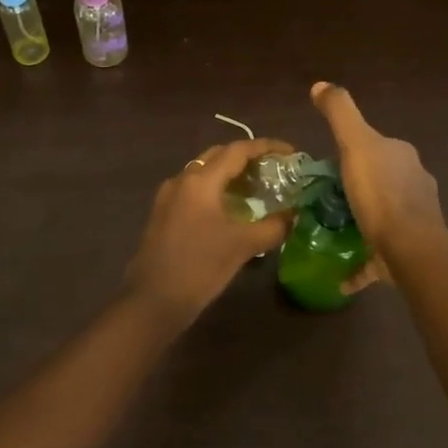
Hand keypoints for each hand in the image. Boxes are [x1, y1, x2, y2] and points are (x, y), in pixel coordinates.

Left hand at [125, 137, 293, 320]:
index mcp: (200, 181)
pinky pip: (194, 190)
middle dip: (247, 158)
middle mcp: (182, 180)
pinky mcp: (162, 214)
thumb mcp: (243, 246)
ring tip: (256, 188)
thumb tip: (294, 215)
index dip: (266, 147)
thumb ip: (273, 227)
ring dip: (230, 174)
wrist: (153, 301)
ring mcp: (168, 197)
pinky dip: (215, 190)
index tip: (290, 152)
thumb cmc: (199, 267)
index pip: (238, 150)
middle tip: (274, 169)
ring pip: (204, 172)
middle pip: (219, 156)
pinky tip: (230, 209)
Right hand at [311, 82, 445, 292]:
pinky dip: (363, 262)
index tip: (326, 166)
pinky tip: (343, 275)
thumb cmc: (380, 194)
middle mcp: (414, 182)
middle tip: (323, 199)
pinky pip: (379, 255)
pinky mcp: (408, 250)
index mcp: (401, 156)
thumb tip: (321, 84)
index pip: (374, 146)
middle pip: (379, 180)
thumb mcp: (355, 144)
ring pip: (383, 215)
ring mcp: (415, 217)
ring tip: (331, 230)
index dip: (351, 152)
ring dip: (361, 220)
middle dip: (356, 188)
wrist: (410, 248)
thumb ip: (340, 112)